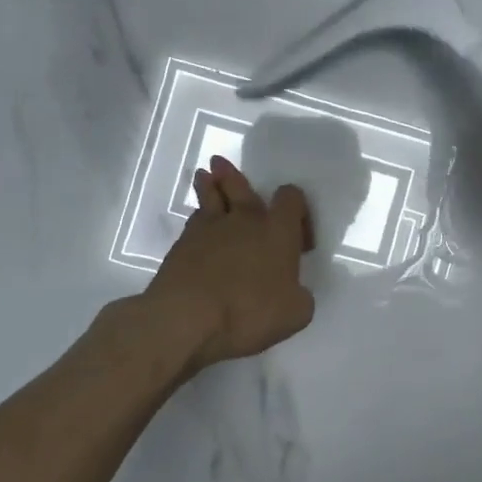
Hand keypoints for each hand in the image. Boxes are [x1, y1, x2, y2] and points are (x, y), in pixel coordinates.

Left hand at [143, 155, 316, 373]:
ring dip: (209, 186)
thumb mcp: (295, 314)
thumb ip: (300, 297)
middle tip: (222, 164)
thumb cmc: (249, 312)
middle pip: (241, 187)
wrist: (187, 318)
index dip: (297, 207)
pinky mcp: (181, 245)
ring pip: (210, 198)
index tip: (298, 234)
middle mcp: (245, 220)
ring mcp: (209, 229)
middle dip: (233, 176)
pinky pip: (194, 222)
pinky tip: (197, 224)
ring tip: (204, 176)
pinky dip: (198, 219)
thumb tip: (295, 291)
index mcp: (278, 231)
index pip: (291, 198)